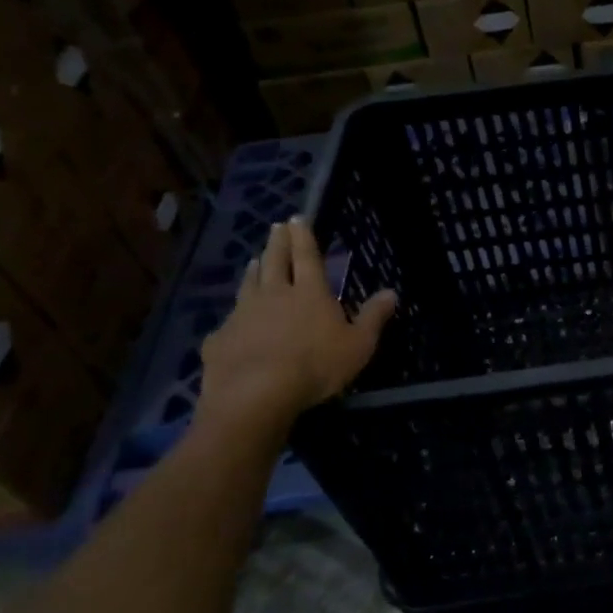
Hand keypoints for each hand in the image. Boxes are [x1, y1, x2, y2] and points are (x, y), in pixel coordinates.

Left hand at [197, 217, 396, 427]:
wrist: (255, 394)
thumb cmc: (316, 366)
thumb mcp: (359, 345)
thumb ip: (374, 317)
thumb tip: (392, 292)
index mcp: (309, 292)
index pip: (306, 256)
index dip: (303, 236)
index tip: (297, 217)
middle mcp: (274, 294)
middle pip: (274, 261)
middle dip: (277, 243)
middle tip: (276, 227)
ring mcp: (243, 314)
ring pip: (248, 285)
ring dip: (253, 271)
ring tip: (253, 261)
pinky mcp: (221, 338)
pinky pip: (229, 321)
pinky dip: (234, 316)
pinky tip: (232, 322)